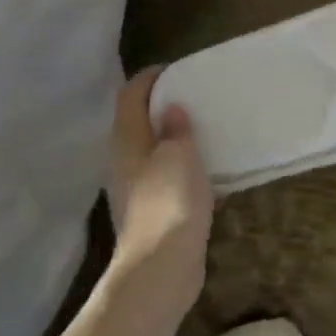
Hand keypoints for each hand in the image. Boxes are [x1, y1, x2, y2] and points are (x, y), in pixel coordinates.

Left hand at [107, 70, 214, 315]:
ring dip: (176, 140)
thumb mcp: (180, 155)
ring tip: (207, 130)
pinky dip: (185, 169)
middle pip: (139, 123)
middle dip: (163, 107)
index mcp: (127, 140)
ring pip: (154, 152)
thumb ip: (178, 129)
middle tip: (196, 96)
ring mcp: (137, 189)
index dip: (149, 78)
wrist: (161, 267)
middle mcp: (125, 161)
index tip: (176, 69)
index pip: (130, 96)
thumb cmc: (169, 201)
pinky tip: (211, 172)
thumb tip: (172, 109)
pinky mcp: (153, 212)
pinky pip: (168, 179)